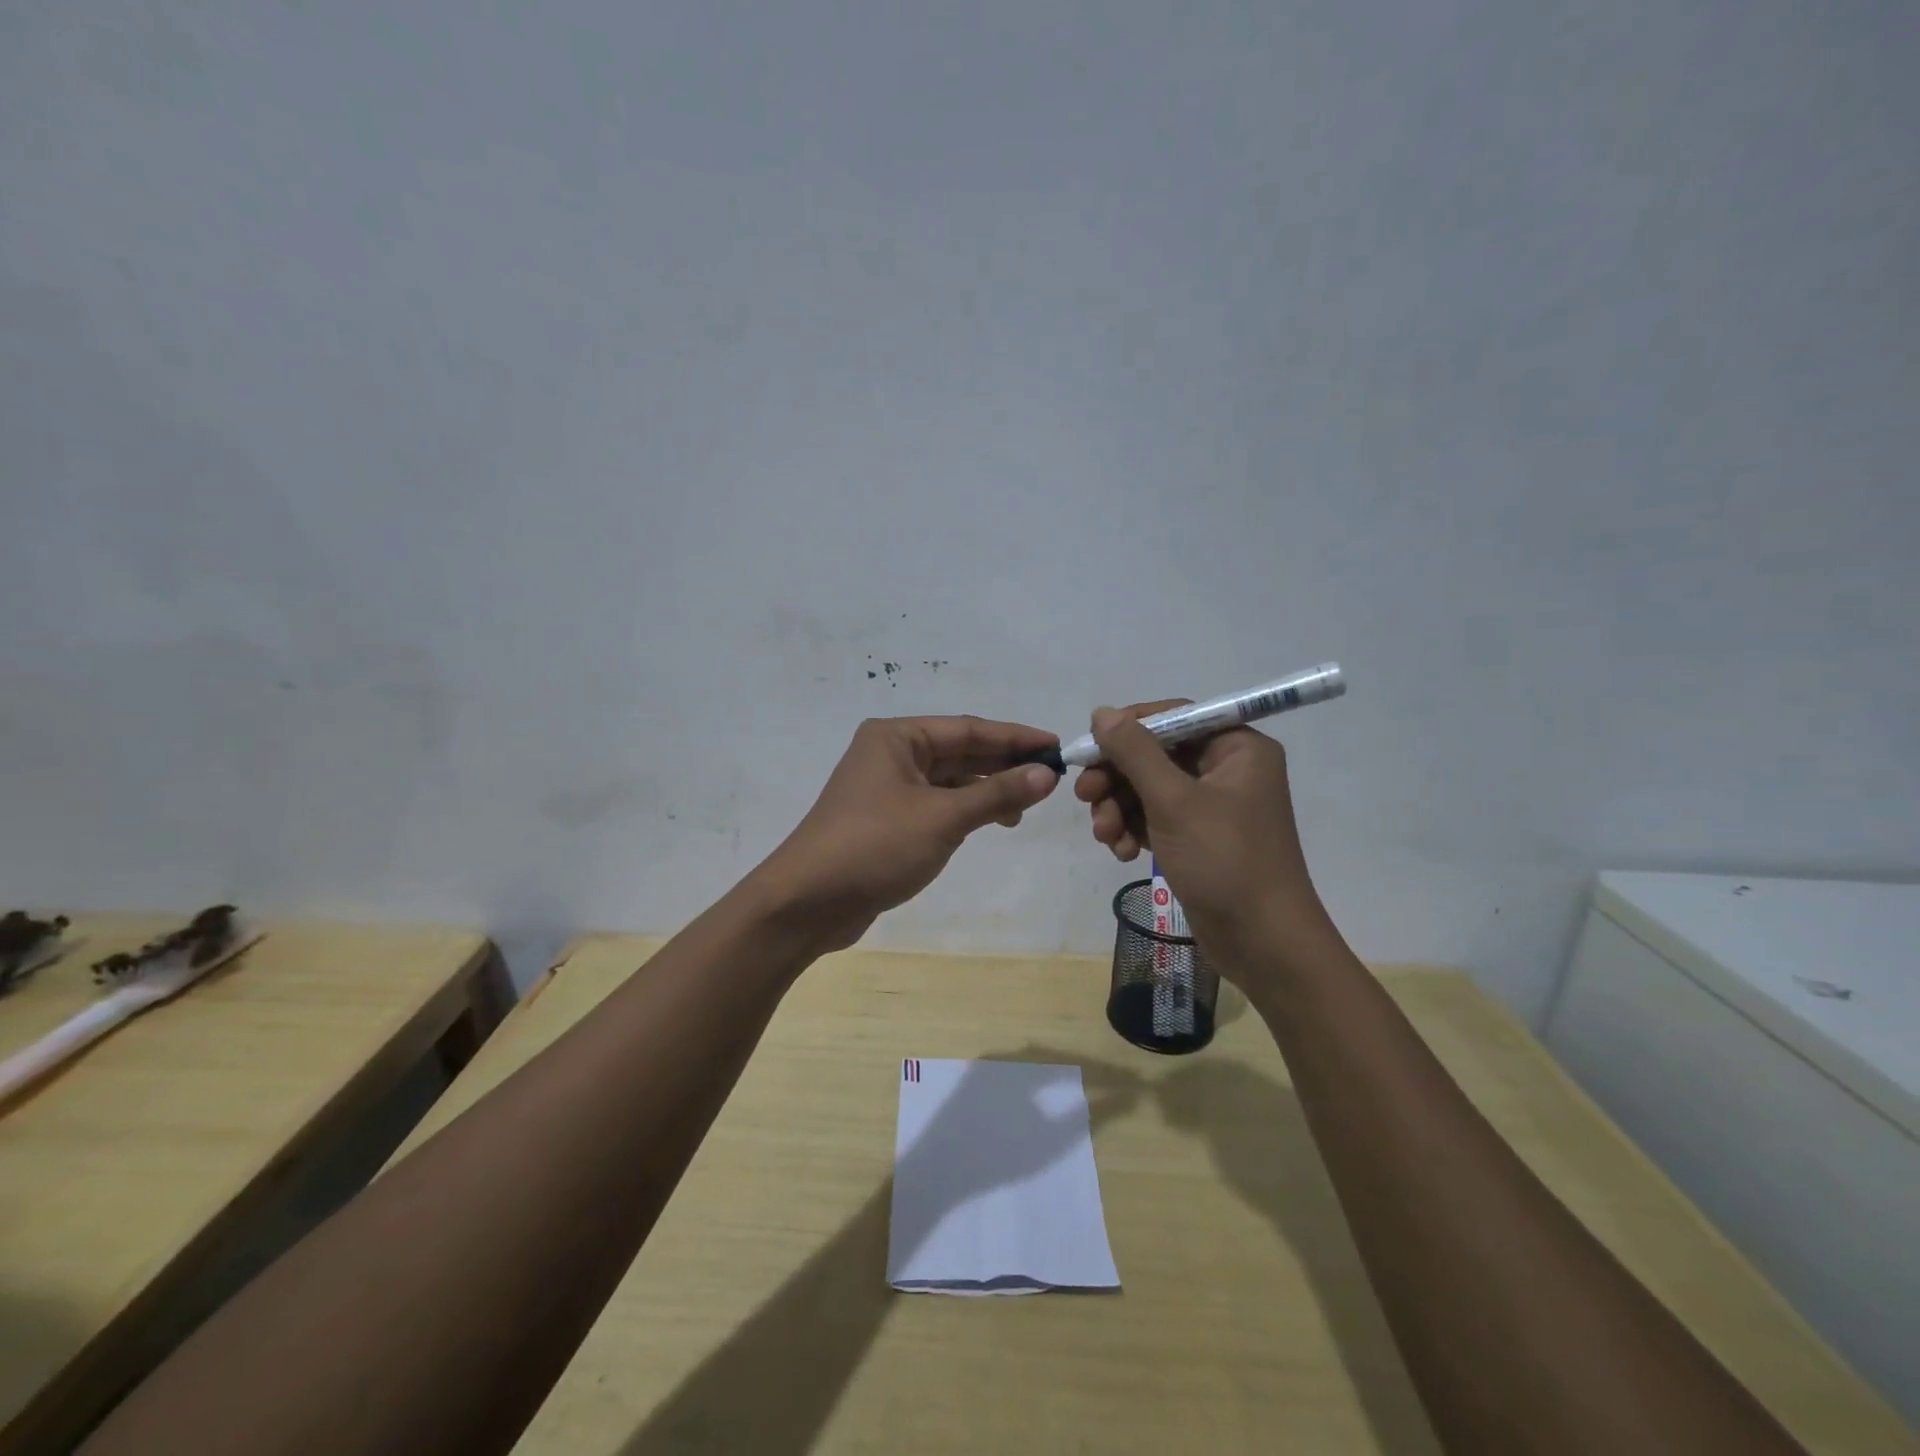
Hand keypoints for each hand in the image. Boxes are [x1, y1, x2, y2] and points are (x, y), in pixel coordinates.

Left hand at [753, 716, 1060, 953]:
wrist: (807, 902)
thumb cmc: (875, 846)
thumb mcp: (942, 818)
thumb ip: (997, 794)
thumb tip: (1046, 774)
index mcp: (896, 737)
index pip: (968, 728)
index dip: (1015, 738)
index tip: (1056, 747)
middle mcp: (890, 754)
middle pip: (959, 751)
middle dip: (1003, 764)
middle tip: (1050, 777)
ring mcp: (886, 788)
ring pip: (949, 779)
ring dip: (986, 790)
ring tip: (1025, 807)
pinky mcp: (886, 820)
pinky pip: (936, 804)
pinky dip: (965, 810)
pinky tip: (991, 821)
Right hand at [1073, 702, 1333, 980]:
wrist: (1262, 943)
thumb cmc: (1224, 860)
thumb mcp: (1173, 801)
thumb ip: (1134, 752)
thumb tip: (1102, 712)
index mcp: (1237, 747)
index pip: (1174, 717)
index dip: (1128, 728)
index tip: (1089, 745)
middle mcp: (1227, 769)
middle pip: (1155, 755)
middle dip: (1117, 778)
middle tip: (1084, 796)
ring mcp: (1212, 806)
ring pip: (1149, 789)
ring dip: (1119, 808)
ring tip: (1105, 836)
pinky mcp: (1198, 838)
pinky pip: (1156, 818)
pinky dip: (1134, 829)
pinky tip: (1123, 853)